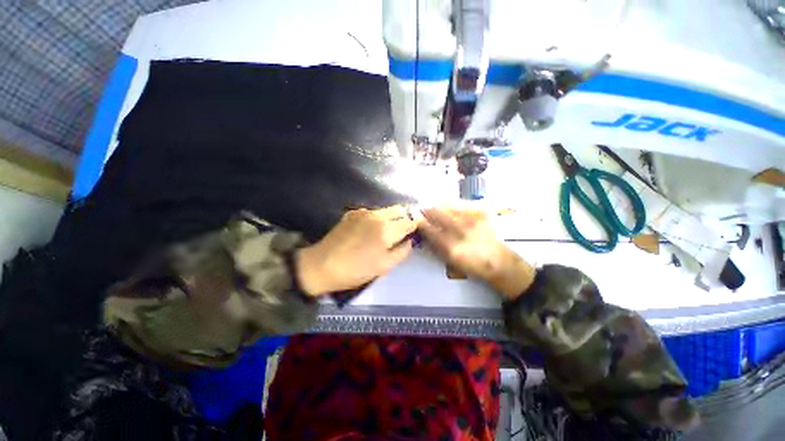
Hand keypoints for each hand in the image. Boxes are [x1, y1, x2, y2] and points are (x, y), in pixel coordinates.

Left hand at [296, 206, 417, 295]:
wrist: (322, 265)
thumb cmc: (356, 270)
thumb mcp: (384, 266)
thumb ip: (402, 251)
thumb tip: (410, 240)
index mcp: (387, 229)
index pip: (410, 221)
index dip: (415, 226)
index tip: (416, 232)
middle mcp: (377, 216)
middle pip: (399, 209)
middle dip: (404, 218)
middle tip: (402, 231)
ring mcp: (363, 212)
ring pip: (385, 209)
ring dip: (391, 217)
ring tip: (385, 232)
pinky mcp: (352, 213)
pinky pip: (371, 212)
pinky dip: (376, 218)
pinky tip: (368, 231)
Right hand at [419, 206, 535, 298]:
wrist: (498, 261)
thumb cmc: (472, 265)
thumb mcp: (450, 261)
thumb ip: (436, 247)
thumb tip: (426, 234)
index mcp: (451, 247)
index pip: (430, 231)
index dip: (421, 224)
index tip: (417, 221)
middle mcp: (460, 231)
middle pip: (437, 215)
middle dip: (427, 211)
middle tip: (422, 210)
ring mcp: (471, 221)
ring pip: (448, 208)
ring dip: (439, 207)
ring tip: (434, 207)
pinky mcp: (480, 215)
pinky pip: (461, 207)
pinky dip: (452, 206)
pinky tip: (449, 208)